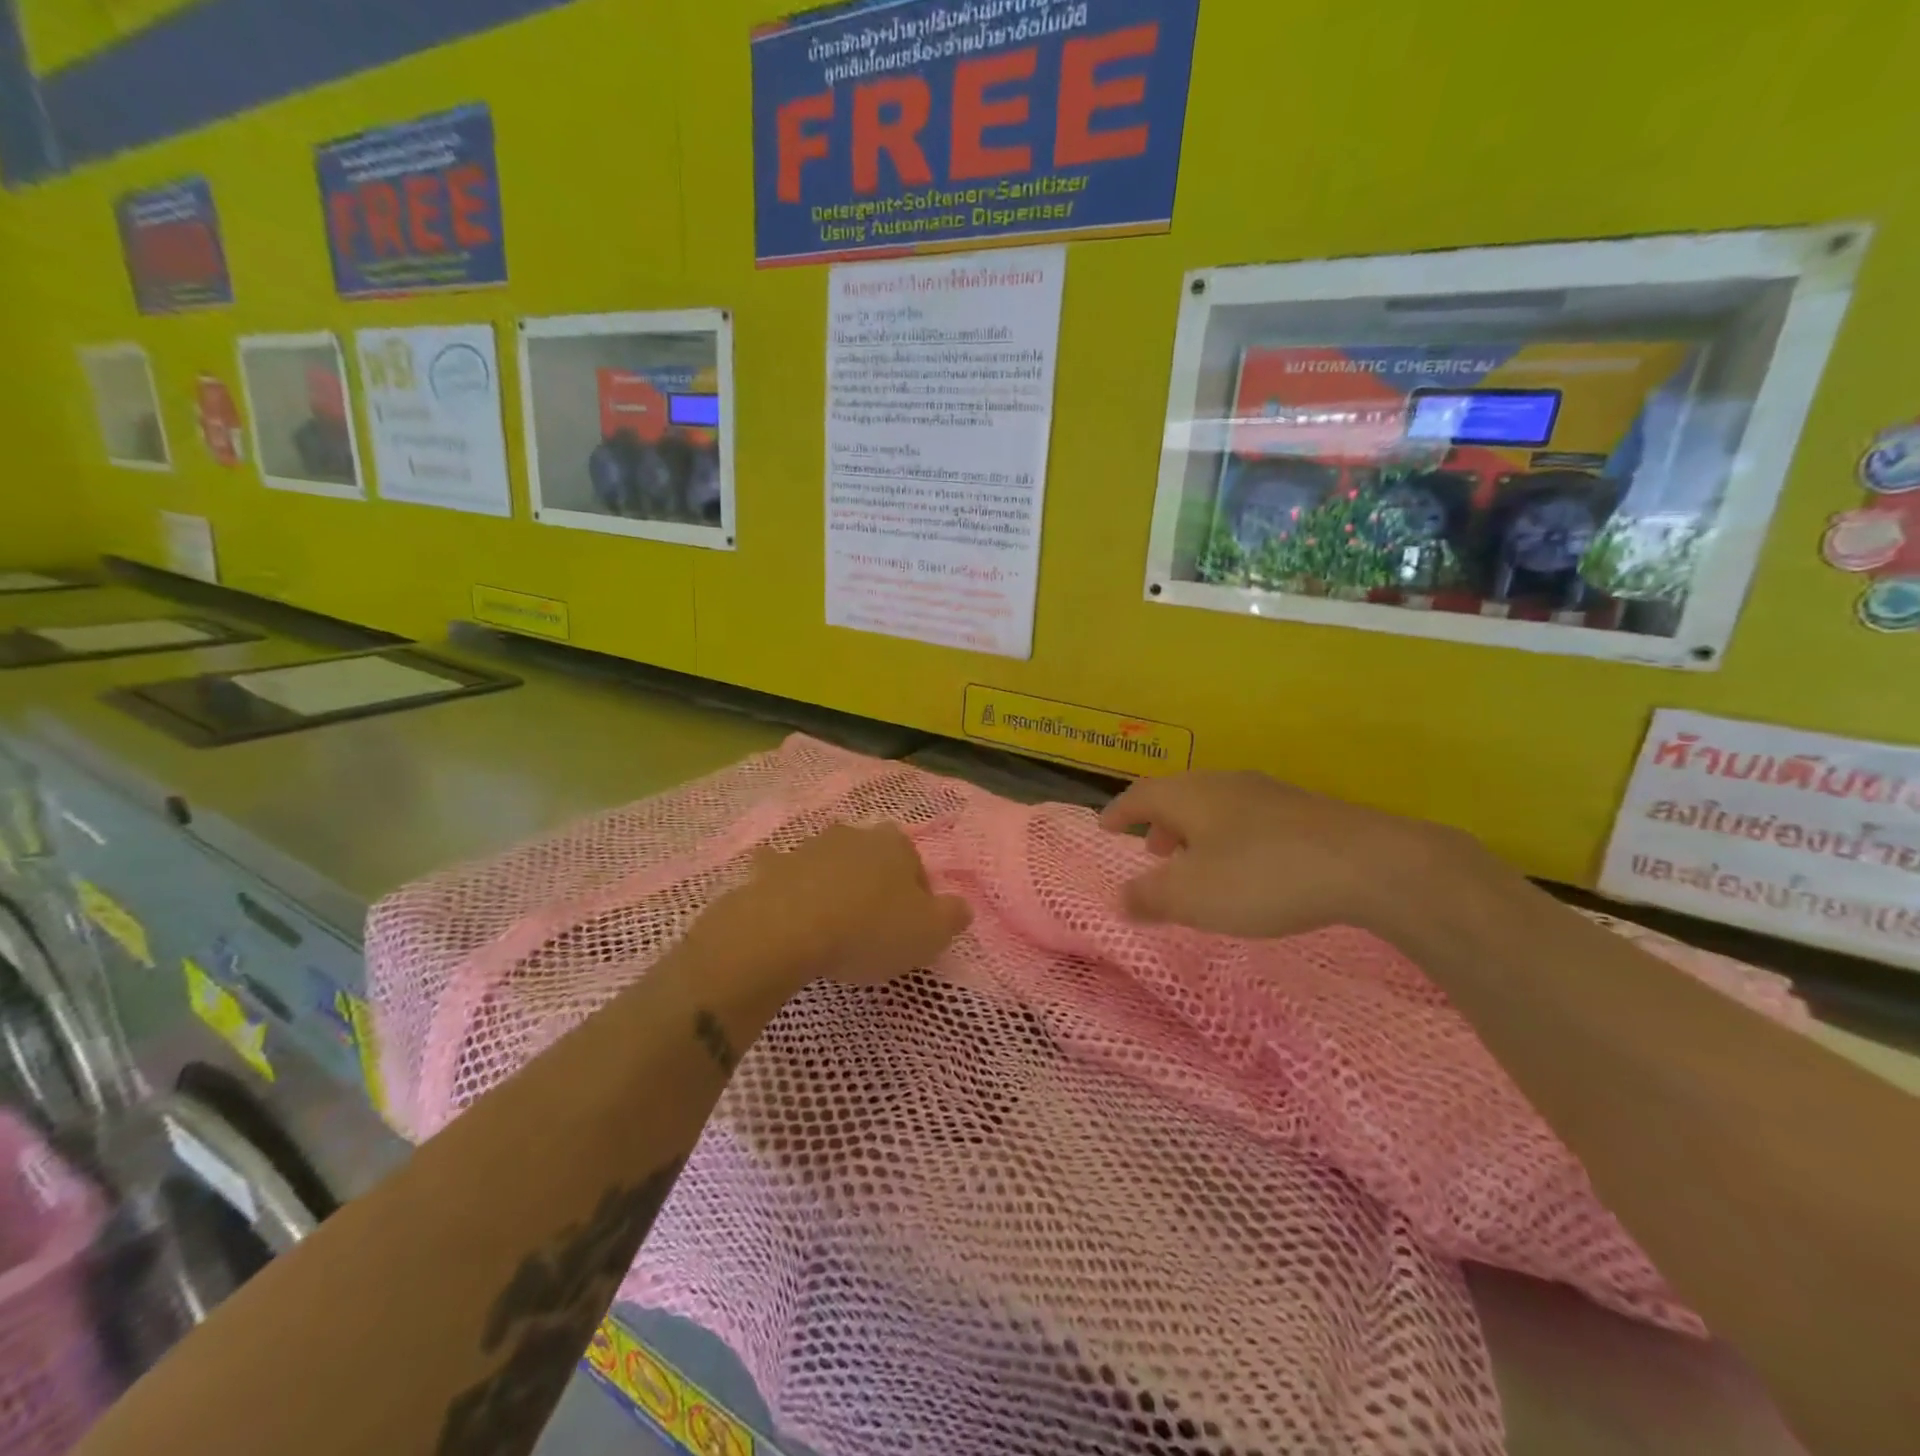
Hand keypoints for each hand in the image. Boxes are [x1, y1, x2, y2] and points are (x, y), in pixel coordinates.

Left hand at [709, 824, 971, 988]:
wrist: (786, 930)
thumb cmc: (868, 929)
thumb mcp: (930, 933)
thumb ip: (953, 916)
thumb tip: (960, 907)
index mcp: (896, 844)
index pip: (917, 867)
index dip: (918, 899)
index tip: (910, 930)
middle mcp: (854, 834)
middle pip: (873, 860)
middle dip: (876, 886)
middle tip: (873, 929)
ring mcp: (809, 847)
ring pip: (831, 865)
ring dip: (835, 887)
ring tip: (833, 929)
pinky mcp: (772, 868)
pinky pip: (785, 875)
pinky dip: (788, 888)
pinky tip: (788, 914)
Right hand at [1098, 771, 1492, 941]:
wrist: (1367, 864)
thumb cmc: (1260, 876)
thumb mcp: (1191, 896)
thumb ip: (1148, 897)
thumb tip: (1118, 898)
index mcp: (1189, 795)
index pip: (1140, 795)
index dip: (1118, 812)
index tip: (1104, 826)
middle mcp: (1224, 784)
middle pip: (1179, 796)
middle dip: (1159, 823)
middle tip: (1152, 852)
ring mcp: (1268, 794)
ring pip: (1215, 807)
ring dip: (1195, 833)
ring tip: (1196, 864)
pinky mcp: (1304, 812)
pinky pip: (1248, 820)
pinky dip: (1229, 839)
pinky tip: (1247, 869)